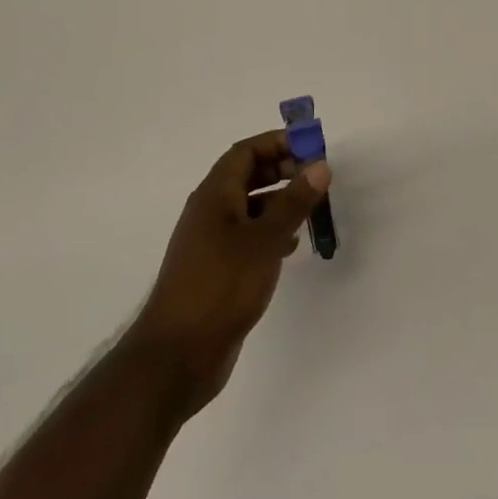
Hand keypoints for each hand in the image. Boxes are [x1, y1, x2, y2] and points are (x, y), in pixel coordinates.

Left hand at [133, 132, 330, 418]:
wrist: (177, 355)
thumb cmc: (221, 286)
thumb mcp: (265, 239)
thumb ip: (294, 201)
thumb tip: (319, 165)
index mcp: (214, 195)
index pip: (246, 152)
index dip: (278, 142)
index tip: (312, 147)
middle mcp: (210, 212)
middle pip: (247, 176)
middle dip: (282, 169)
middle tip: (316, 177)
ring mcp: (211, 242)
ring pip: (250, 207)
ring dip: (280, 201)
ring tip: (311, 209)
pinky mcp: (217, 270)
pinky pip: (248, 236)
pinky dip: (271, 231)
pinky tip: (291, 246)